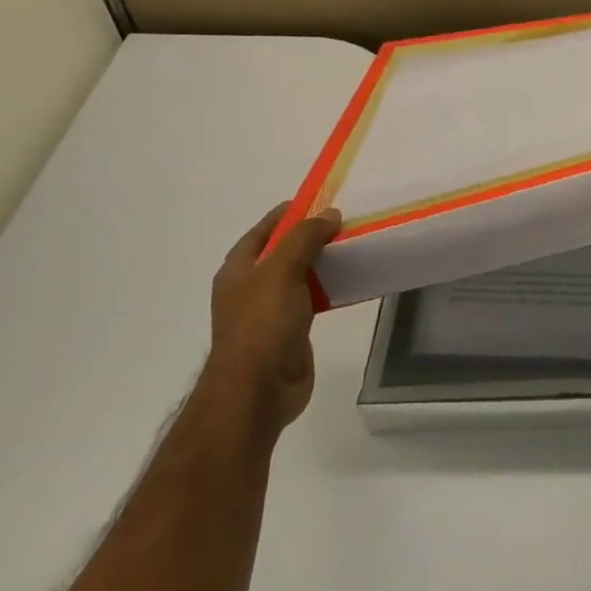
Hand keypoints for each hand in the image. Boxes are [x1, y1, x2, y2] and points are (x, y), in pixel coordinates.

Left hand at [209, 201, 341, 432]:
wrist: (258, 389)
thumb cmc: (263, 324)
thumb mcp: (282, 270)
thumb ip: (305, 238)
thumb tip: (329, 214)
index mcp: (238, 269)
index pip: (263, 231)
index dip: (288, 214)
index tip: (319, 201)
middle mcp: (250, 288)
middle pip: (282, 253)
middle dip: (309, 238)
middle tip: (343, 225)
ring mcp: (269, 312)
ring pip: (298, 277)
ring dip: (321, 264)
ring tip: (352, 249)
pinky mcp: (290, 331)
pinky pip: (311, 301)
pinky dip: (327, 290)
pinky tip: (348, 285)